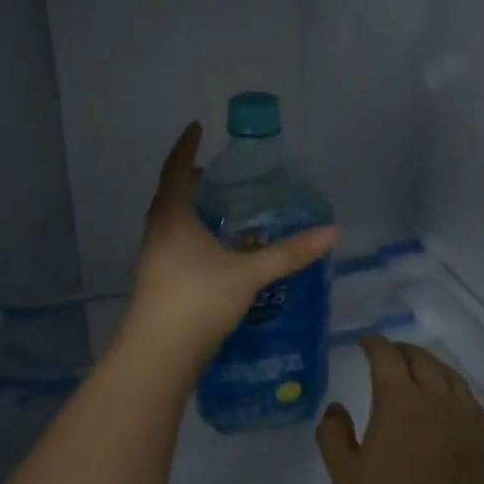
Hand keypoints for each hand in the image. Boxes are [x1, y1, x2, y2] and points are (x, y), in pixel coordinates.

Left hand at [123, 123, 339, 360]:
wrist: (157, 355)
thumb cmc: (198, 301)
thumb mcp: (248, 274)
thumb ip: (289, 254)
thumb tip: (332, 232)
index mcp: (172, 218)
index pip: (177, 170)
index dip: (186, 148)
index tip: (196, 127)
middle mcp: (157, 234)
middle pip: (169, 197)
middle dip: (188, 180)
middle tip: (212, 173)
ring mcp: (152, 261)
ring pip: (169, 224)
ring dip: (188, 211)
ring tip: (215, 211)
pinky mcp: (156, 285)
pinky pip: (172, 247)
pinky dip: (189, 238)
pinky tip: (210, 254)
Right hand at [316, 337, 483, 483]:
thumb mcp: (347, 479)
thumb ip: (334, 437)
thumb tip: (336, 408)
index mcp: (401, 402)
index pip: (387, 357)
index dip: (374, 344)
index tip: (364, 341)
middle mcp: (437, 400)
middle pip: (421, 359)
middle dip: (401, 350)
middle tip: (385, 354)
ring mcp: (467, 420)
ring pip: (449, 375)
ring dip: (429, 364)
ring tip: (416, 370)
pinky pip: (469, 399)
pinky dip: (453, 388)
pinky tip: (448, 403)